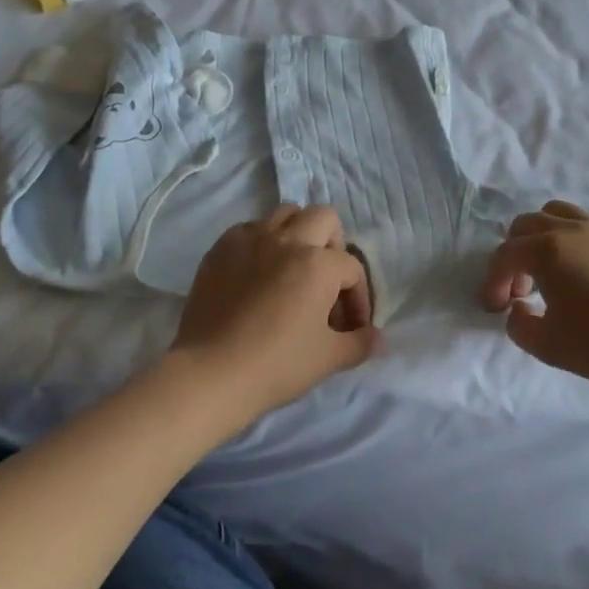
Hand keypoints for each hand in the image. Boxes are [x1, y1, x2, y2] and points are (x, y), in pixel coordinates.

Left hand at [169, 205, 375, 425]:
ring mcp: (250, 240)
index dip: (358, 299)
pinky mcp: (220, 249)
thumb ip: (360, 344)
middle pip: (323, 218)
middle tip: (326, 280)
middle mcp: (287, 240)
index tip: (350, 328)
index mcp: (319, 264)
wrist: (210, 374)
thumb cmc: (276, 365)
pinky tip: (256, 274)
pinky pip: (249, 230)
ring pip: (284, 214)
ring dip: (296, 234)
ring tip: (292, 269)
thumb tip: (378, 338)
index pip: (352, 269)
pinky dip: (260, 244)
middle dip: (333, 245)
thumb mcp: (328, 359)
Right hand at [481, 201, 588, 386]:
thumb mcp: (547, 346)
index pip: (505, 255)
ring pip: (558, 212)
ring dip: (543, 236)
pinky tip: (587, 271)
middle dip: (515, 254)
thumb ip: (519, 326)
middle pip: (526, 224)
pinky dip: (576, 240)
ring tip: (550, 267)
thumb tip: (518, 307)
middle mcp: (571, 229)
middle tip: (522, 288)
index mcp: (546, 250)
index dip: (493, 281)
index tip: (495, 308)